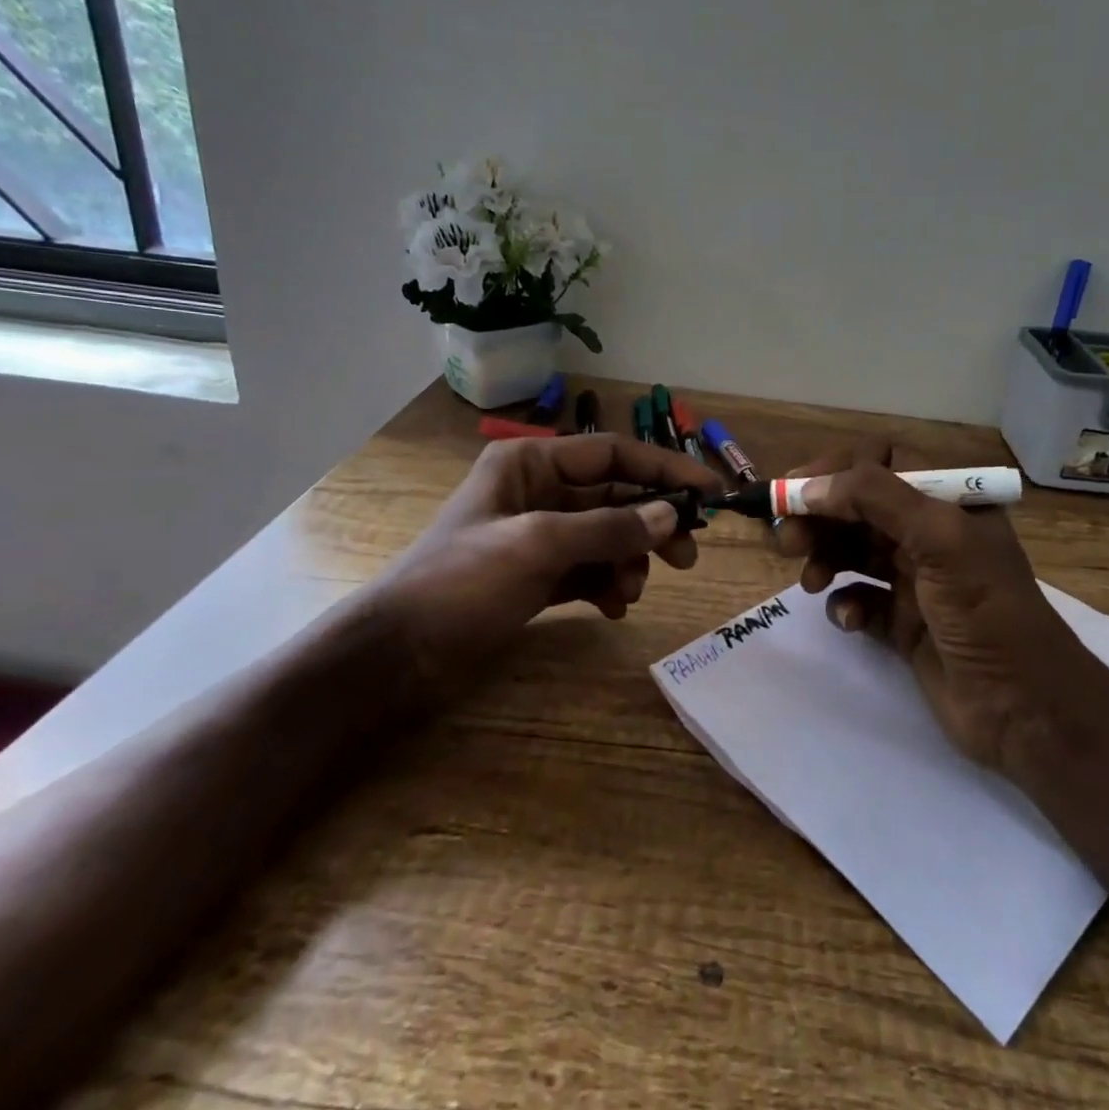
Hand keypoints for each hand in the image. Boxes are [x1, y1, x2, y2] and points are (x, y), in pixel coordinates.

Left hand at [368, 434, 723, 693]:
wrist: (397, 655)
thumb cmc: (462, 583)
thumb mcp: (537, 546)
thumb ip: (607, 528)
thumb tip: (671, 515)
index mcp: (530, 464)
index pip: (613, 454)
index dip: (665, 470)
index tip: (710, 493)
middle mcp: (538, 492)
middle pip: (615, 497)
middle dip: (651, 525)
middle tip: (687, 557)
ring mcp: (538, 536)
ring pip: (606, 536)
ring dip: (628, 562)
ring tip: (630, 593)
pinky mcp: (537, 575)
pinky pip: (589, 569)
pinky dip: (607, 585)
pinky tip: (612, 608)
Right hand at [774, 443, 1098, 773]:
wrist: (1025, 710)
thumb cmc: (987, 611)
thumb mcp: (940, 539)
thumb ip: (874, 498)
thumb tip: (808, 486)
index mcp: (949, 501)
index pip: (881, 462)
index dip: (834, 472)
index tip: (792, 492)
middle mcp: (931, 534)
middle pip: (858, 508)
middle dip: (820, 518)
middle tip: (787, 540)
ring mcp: (916, 580)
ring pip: (852, 551)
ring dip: (825, 558)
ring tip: (811, 581)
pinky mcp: (902, 623)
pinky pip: (858, 599)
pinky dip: (845, 604)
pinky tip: (849, 619)